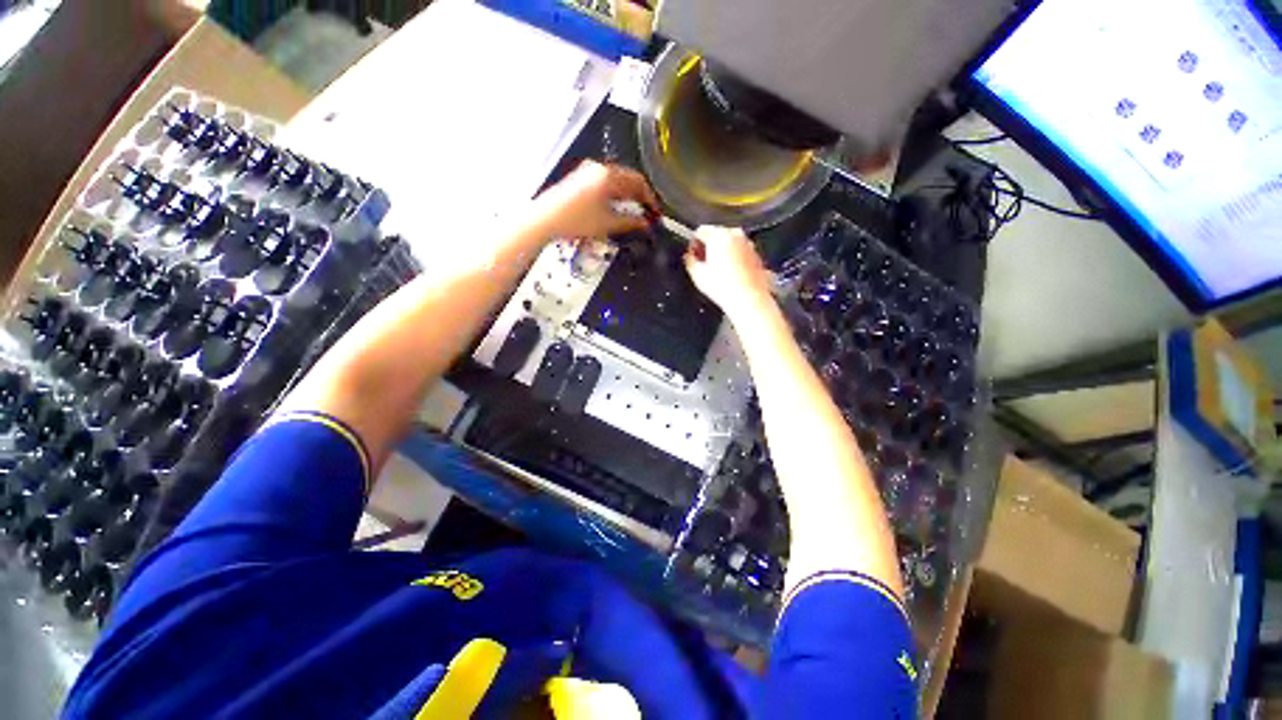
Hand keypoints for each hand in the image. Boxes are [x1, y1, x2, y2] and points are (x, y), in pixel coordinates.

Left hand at [529, 161, 659, 240]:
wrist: (546, 220)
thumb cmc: (574, 220)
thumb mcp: (608, 224)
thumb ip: (631, 222)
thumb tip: (645, 223)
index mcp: (608, 175)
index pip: (638, 181)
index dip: (650, 198)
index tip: (655, 211)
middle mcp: (598, 169)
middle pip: (627, 179)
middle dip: (639, 196)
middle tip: (647, 212)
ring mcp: (587, 173)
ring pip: (616, 182)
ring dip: (627, 196)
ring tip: (632, 212)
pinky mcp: (580, 181)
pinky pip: (605, 184)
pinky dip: (614, 195)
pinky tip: (615, 209)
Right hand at [684, 226, 773, 316]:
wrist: (748, 299)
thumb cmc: (724, 287)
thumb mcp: (697, 274)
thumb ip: (689, 260)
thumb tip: (689, 257)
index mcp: (718, 235)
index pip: (700, 231)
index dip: (693, 244)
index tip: (692, 255)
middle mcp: (735, 235)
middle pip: (716, 235)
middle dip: (708, 247)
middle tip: (703, 264)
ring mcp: (748, 244)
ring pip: (729, 243)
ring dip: (721, 253)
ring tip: (716, 271)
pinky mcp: (755, 254)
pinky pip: (740, 251)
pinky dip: (733, 259)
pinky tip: (729, 274)